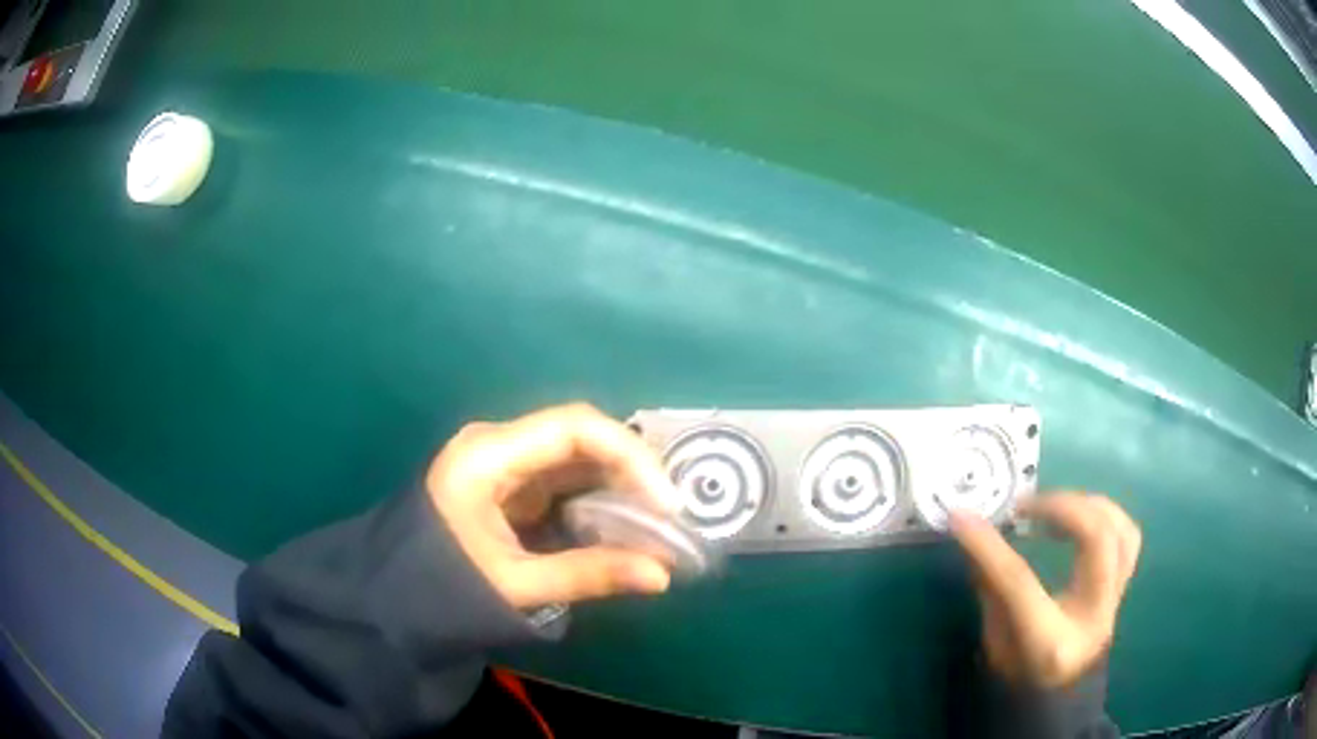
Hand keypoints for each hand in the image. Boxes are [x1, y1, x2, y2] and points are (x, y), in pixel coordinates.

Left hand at [426, 403, 683, 609]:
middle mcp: (499, 444)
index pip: (575, 427)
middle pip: (580, 437)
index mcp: (488, 454)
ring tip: (658, 521)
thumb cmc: (444, 586)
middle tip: (672, 514)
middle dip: (632, 471)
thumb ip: (588, 575)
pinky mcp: (511, 484)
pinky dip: (599, 500)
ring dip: (619, 485)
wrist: (393, 597)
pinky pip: (565, 480)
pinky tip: (624, 524)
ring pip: (577, 458)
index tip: (666, 502)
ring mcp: (504, 463)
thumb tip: (664, 575)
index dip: (631, 456)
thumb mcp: (515, 583)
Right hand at [949, 493, 1141, 687]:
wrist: (1063, 700)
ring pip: (1122, 530)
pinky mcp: (1122, 587)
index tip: (962, 517)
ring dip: (1089, 506)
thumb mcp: (994, 647)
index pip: (1020, 583)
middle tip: (1025, 505)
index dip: (989, 547)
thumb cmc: (1021, 681)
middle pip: (1096, 539)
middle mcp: (1094, 615)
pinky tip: (1080, 519)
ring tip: (1056, 506)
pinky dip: (1106, 517)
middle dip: (1061, 507)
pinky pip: (1127, 537)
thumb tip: (979, 540)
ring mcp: (1115, 600)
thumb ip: (992, 593)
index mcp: (1051, 642)